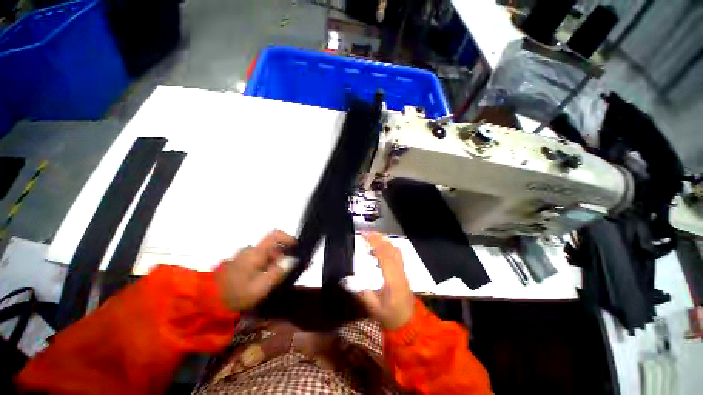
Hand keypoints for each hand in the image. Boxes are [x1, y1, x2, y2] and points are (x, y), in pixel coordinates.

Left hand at [215, 230, 295, 310]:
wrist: (207, 301)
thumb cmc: (236, 294)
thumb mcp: (260, 287)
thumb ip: (278, 272)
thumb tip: (292, 260)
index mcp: (255, 253)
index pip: (274, 235)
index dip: (287, 237)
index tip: (296, 247)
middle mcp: (249, 251)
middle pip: (271, 247)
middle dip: (281, 257)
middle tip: (285, 273)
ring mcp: (243, 256)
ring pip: (264, 254)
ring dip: (272, 263)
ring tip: (272, 280)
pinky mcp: (239, 262)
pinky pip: (257, 259)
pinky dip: (264, 266)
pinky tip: (262, 279)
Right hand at [356, 232, 413, 329]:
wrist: (409, 323)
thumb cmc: (391, 317)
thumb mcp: (374, 309)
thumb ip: (362, 294)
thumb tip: (348, 280)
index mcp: (393, 279)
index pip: (384, 254)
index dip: (374, 242)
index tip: (364, 235)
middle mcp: (399, 271)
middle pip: (391, 248)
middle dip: (378, 238)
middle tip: (366, 233)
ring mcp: (403, 270)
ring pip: (395, 250)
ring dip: (384, 241)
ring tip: (372, 238)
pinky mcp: (403, 272)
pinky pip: (397, 254)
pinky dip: (388, 247)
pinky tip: (379, 251)